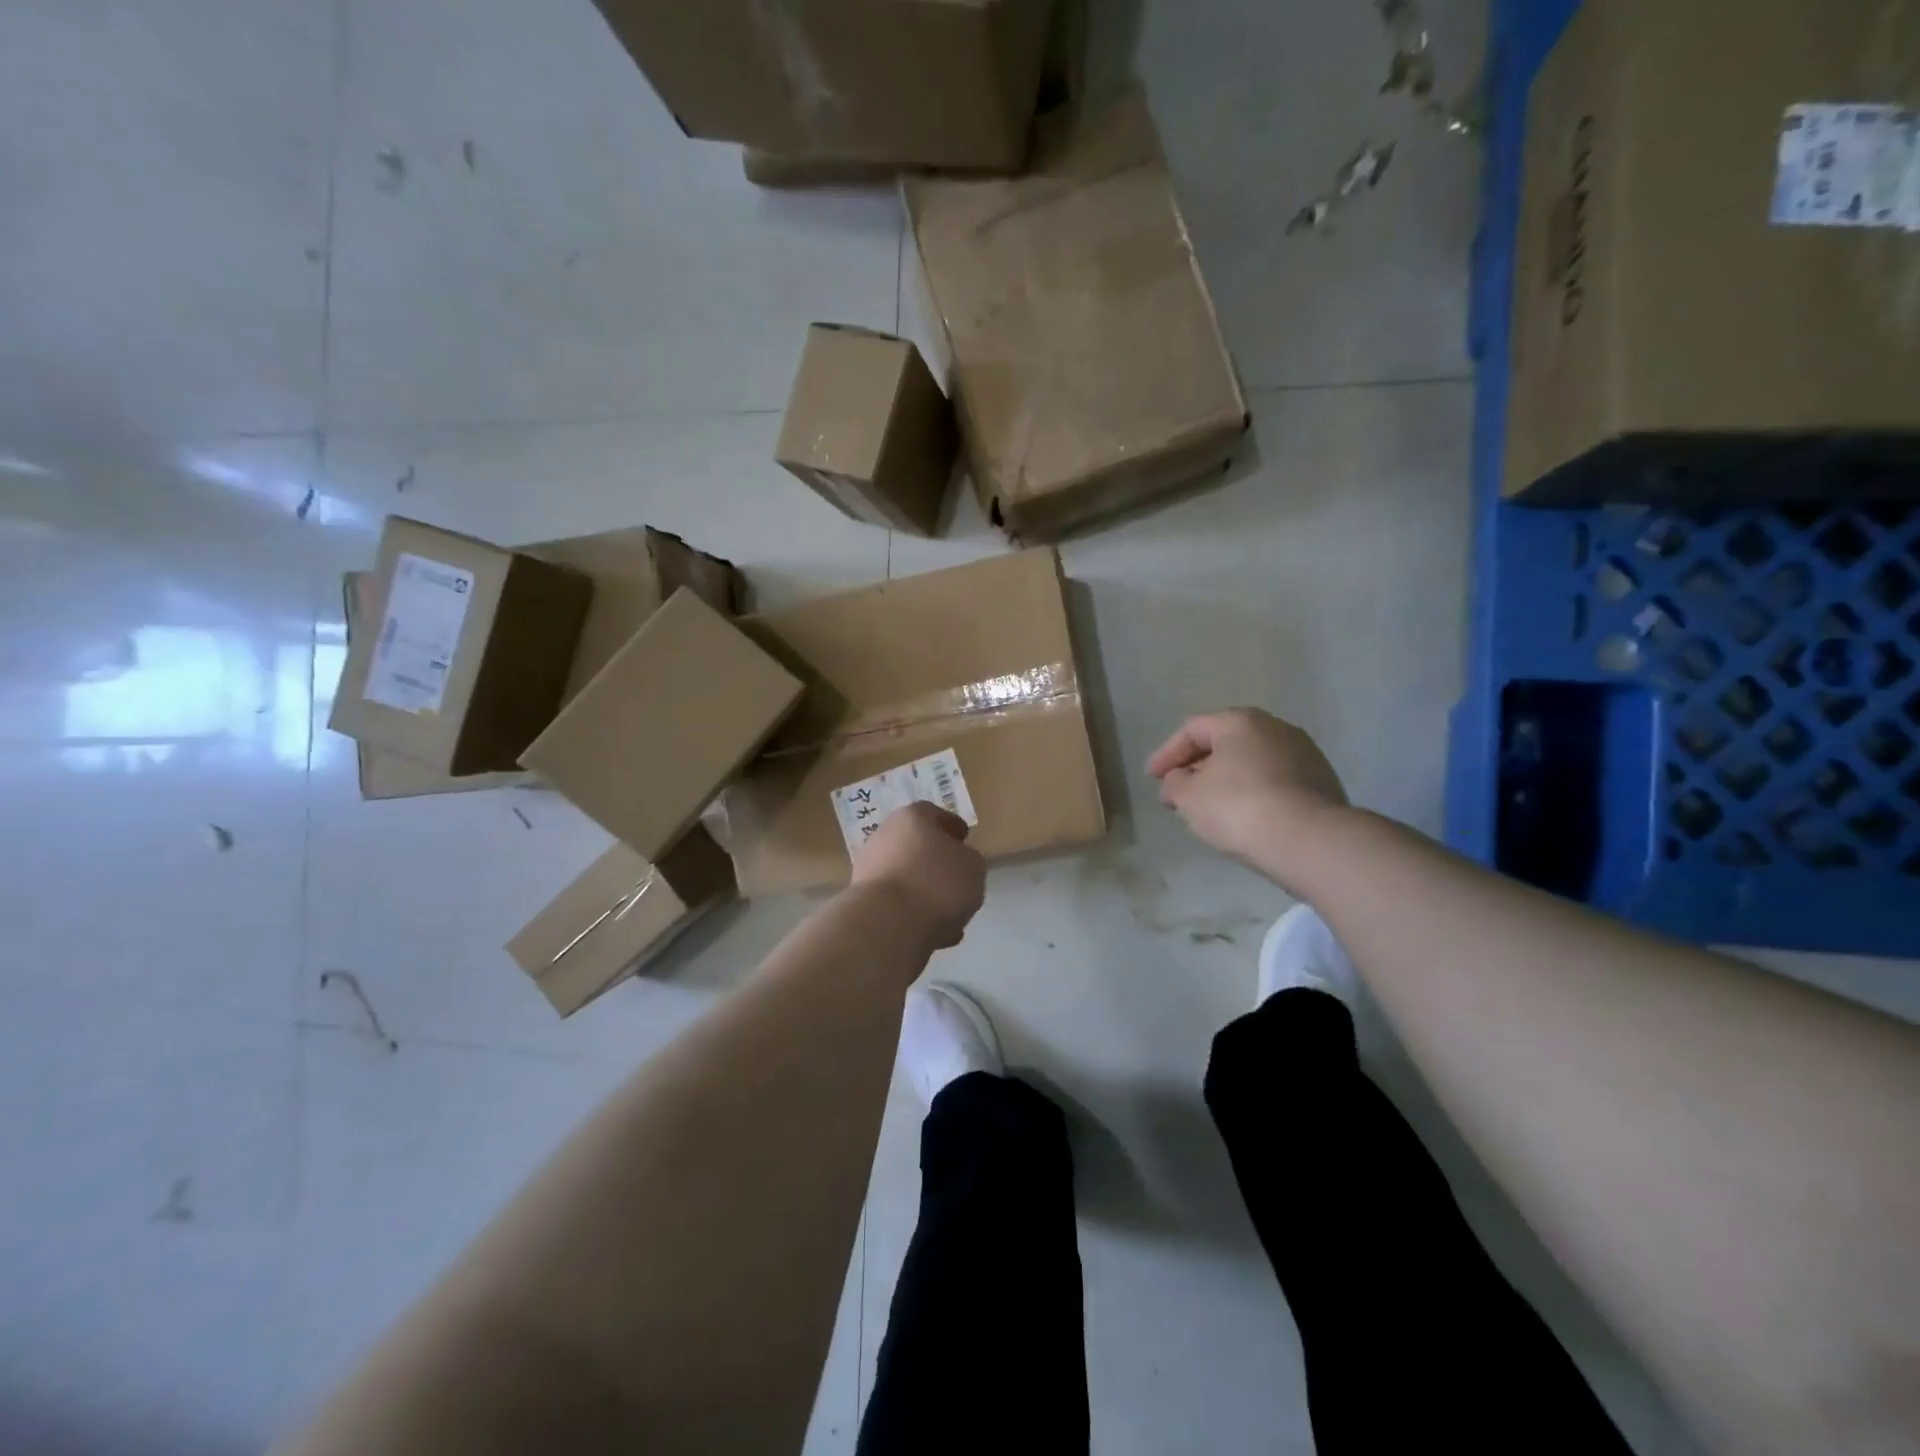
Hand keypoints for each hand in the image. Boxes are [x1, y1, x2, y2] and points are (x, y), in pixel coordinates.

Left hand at [849, 803, 986, 950]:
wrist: (886, 925)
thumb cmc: (936, 883)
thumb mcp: (974, 867)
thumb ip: (969, 859)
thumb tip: (958, 863)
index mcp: (912, 817)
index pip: (935, 814)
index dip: (953, 828)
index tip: (964, 841)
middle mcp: (885, 836)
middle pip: (916, 846)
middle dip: (936, 862)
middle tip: (956, 879)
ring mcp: (869, 868)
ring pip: (906, 877)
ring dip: (925, 892)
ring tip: (950, 915)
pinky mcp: (862, 900)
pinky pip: (896, 904)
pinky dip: (914, 914)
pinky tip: (934, 933)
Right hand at [1147, 709, 1348, 887]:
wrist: (1309, 840)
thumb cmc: (1238, 807)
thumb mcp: (1188, 796)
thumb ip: (1174, 783)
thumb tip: (1178, 780)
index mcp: (1240, 721)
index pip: (1192, 729)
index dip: (1166, 754)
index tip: (1152, 778)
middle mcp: (1275, 728)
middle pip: (1225, 743)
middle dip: (1197, 767)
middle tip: (1178, 792)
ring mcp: (1305, 754)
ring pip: (1252, 762)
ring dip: (1227, 780)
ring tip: (1210, 807)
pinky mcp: (1322, 782)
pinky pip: (1274, 781)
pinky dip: (1253, 793)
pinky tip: (1245, 817)